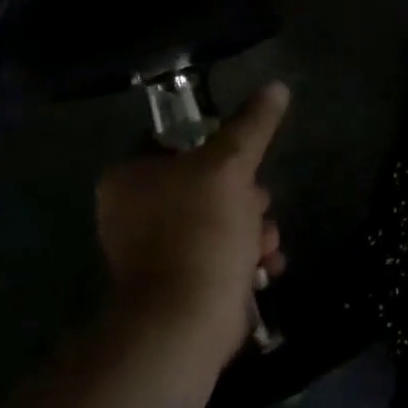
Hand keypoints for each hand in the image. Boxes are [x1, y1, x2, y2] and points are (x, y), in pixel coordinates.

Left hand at [95, 81, 289, 353]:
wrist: (186, 321)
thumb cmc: (201, 231)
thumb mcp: (232, 165)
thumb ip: (253, 125)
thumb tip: (276, 86)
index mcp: (130, 177)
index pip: (177, 141)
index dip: (217, 145)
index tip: (246, 159)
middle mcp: (134, 211)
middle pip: (205, 181)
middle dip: (246, 195)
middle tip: (259, 206)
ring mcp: (154, 249)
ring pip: (219, 218)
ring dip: (253, 228)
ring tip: (266, 244)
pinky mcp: (177, 281)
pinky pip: (218, 253)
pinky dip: (244, 256)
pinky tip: (265, 266)